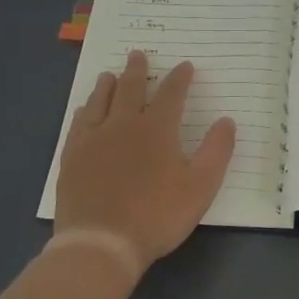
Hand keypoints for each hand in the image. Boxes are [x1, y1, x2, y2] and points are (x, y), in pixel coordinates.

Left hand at [52, 51, 235, 278]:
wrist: (101, 243)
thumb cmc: (157, 215)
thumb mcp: (201, 187)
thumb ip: (217, 151)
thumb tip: (227, 121)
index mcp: (157, 129)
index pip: (171, 94)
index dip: (180, 78)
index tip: (185, 66)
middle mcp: (124, 124)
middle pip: (130, 89)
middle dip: (137, 70)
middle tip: (138, 55)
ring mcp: (94, 139)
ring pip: (100, 101)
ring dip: (108, 85)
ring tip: (110, 75)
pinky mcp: (72, 157)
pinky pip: (78, 124)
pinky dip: (85, 111)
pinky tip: (85, 109)